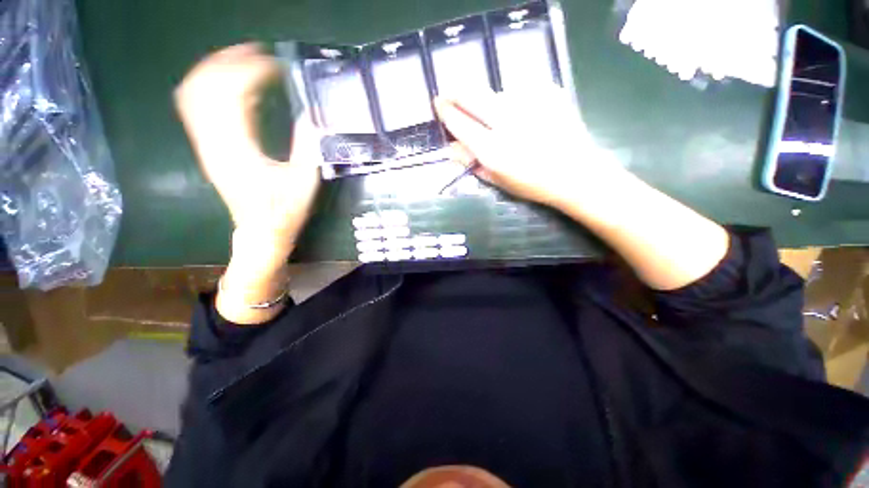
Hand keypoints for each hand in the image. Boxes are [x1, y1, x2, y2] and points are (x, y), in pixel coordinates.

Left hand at [175, 43, 321, 265]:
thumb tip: (310, 116)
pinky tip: (236, 86)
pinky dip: (214, 89)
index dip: (253, 72)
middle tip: (257, 52)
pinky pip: (200, 109)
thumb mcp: (304, 182)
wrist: (260, 232)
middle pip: (204, 87)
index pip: (232, 95)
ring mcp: (207, 146)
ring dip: (217, 71)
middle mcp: (214, 142)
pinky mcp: (209, 149)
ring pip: (195, 95)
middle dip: (229, 61)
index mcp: (238, 150)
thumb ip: (307, 147)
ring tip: (244, 59)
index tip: (277, 66)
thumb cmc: (284, 212)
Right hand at [434, 89, 627, 210]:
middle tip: (450, 93)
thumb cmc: (532, 184)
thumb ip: (471, 163)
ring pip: (496, 93)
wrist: (576, 173)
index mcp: (493, 150)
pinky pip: (519, 92)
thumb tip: (450, 148)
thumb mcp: (497, 180)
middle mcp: (507, 123)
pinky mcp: (548, 92)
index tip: (438, 103)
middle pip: (473, 95)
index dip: (446, 111)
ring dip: (488, 101)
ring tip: (496, 117)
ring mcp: (529, 104)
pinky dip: (512, 101)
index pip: (460, 123)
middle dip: (457, 92)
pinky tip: (522, 115)